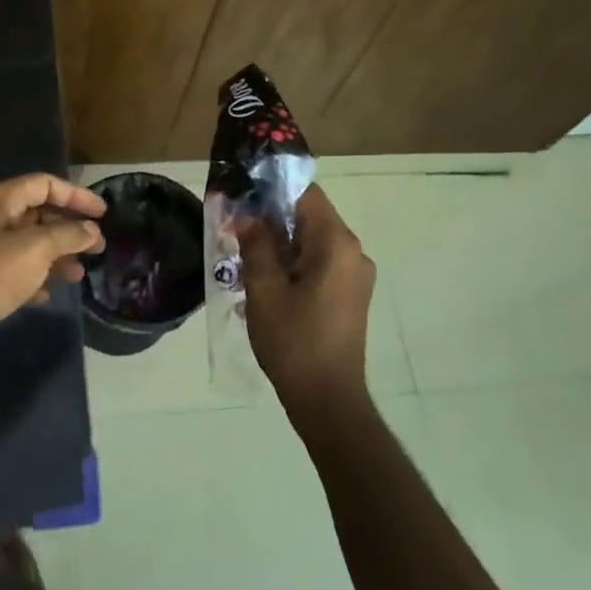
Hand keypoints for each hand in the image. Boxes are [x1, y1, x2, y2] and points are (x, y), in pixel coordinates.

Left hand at [0, 174, 105, 370]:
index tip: (102, 213)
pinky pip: (18, 272)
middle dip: (70, 229)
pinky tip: (48, 294)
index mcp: (2, 201)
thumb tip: (92, 230)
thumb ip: (68, 235)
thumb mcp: (37, 248)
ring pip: (31, 245)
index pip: (45, 184)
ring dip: (57, 257)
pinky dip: (36, 279)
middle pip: (39, 214)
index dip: (75, 195)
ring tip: (79, 274)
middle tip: (98, 247)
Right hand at [235, 184, 376, 425]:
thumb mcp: (264, 289)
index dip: (271, 191)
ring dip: (280, 246)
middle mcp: (353, 252)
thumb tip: (248, 216)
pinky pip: (321, 265)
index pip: (306, 194)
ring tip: (245, 262)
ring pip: (313, 243)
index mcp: (336, 244)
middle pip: (310, 218)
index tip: (241, 199)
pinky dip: (294, 265)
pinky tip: (267, 285)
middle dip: (271, 221)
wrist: (328, 398)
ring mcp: (356, 275)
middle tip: (234, 233)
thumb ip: (256, 245)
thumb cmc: (293, 341)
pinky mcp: (351, 296)